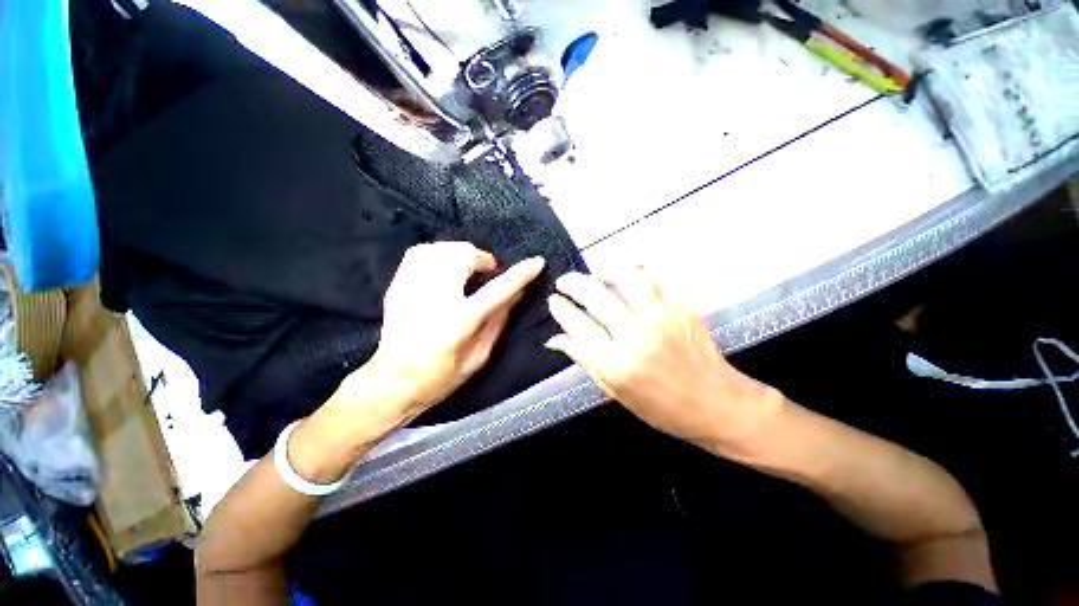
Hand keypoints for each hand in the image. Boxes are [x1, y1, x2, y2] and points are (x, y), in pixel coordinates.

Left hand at [361, 242, 544, 423]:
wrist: (393, 381)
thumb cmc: (442, 375)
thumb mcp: (480, 354)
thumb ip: (499, 319)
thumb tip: (519, 291)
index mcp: (459, 323)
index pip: (497, 291)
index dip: (521, 274)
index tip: (536, 262)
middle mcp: (435, 301)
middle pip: (463, 257)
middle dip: (483, 258)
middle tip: (489, 269)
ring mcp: (411, 290)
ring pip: (441, 250)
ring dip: (461, 253)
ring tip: (468, 266)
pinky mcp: (397, 286)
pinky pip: (419, 252)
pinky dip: (438, 252)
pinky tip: (444, 264)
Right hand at [546, 268, 782, 449]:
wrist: (717, 405)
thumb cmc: (662, 408)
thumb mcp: (616, 392)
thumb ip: (585, 361)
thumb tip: (556, 339)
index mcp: (616, 364)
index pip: (579, 326)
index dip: (561, 310)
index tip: (553, 301)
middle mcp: (636, 336)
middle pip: (596, 296)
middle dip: (573, 284)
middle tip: (564, 282)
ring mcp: (662, 318)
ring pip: (628, 277)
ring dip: (607, 270)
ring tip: (598, 275)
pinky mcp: (683, 308)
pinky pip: (662, 277)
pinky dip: (645, 269)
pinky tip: (634, 270)